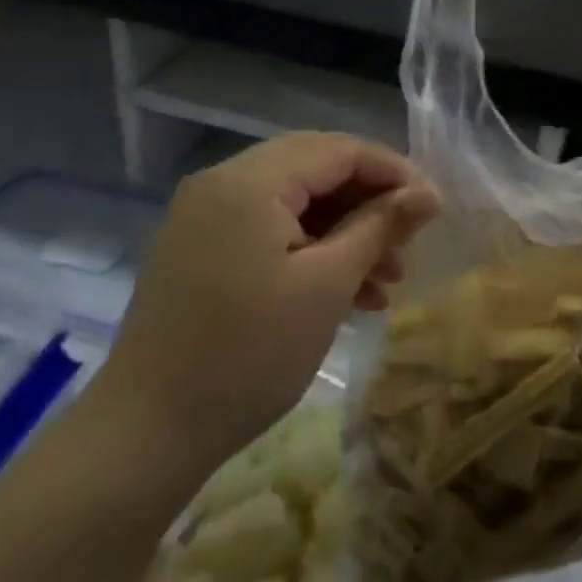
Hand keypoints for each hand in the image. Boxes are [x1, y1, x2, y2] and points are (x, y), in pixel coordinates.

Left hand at [101, 133, 438, 477]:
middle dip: (368, 204)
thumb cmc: (249, 354)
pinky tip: (346, 293)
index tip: (434, 210)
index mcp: (249, 180)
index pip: (338, 149)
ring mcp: (205, 217)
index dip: (393, 173)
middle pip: (315, 170)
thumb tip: (428, 194)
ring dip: (343, 232)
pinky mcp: (199, 250)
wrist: (147, 431)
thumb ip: (379, 226)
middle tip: (410, 245)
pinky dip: (309, 251)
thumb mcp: (327, 285)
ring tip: (386, 280)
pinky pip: (267, 231)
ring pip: (293, 203)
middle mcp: (222, 183)